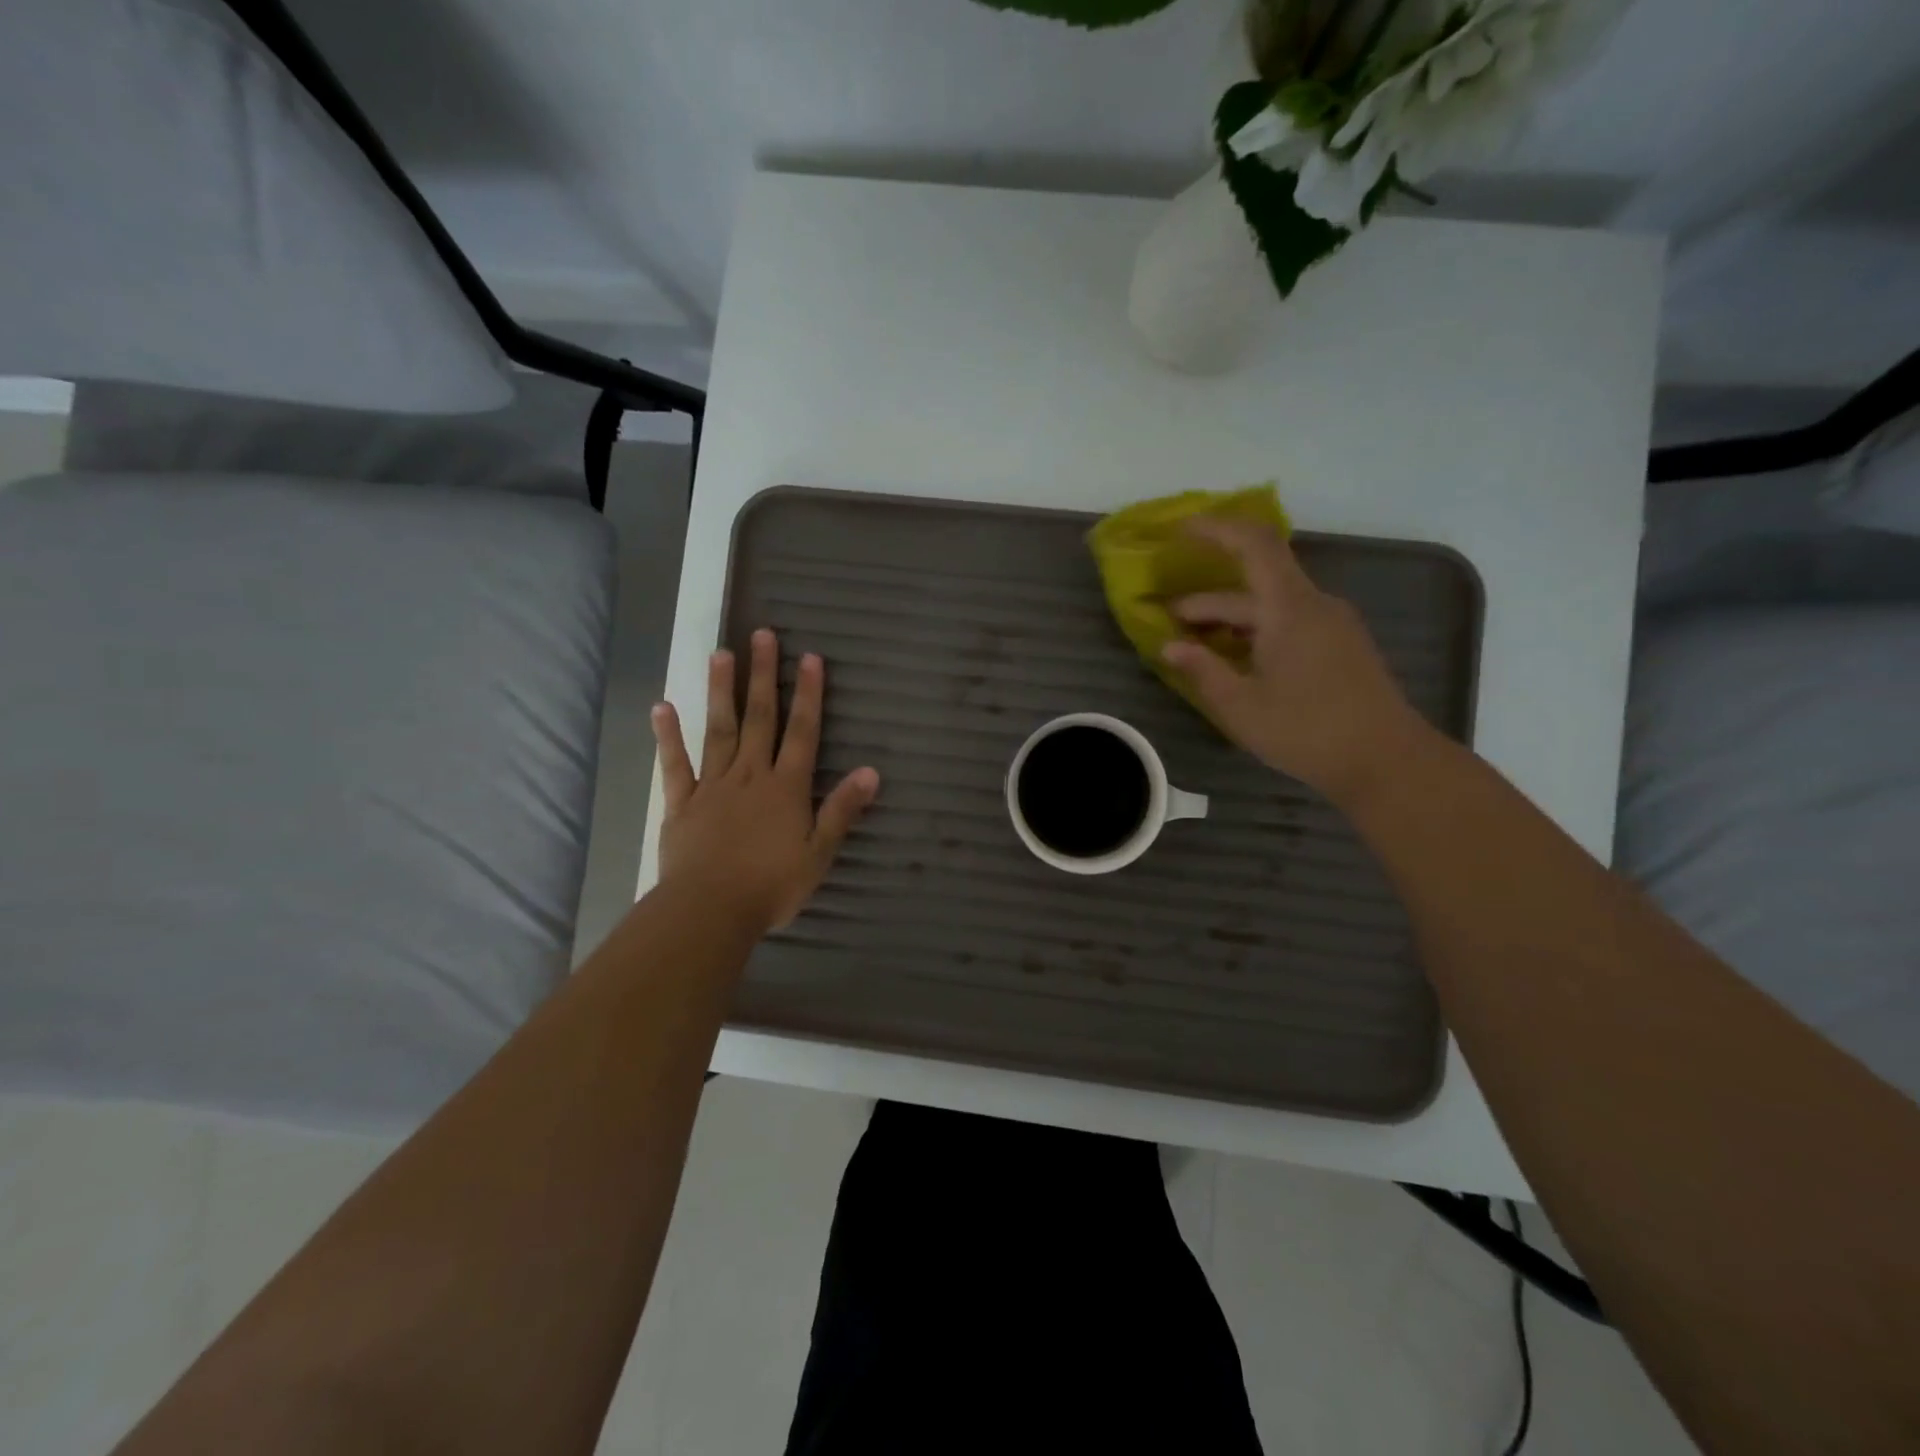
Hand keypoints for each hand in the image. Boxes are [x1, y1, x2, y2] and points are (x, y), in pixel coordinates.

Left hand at [651, 629, 879, 935]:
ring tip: (721, 654)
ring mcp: (713, 786)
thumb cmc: (771, 886)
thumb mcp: (819, 853)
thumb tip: (871, 771)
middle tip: (761, 635)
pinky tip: (663, 707)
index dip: (809, 695)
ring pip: (719, 730)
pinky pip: (675, 765)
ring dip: (721, 691)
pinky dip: (668, 736)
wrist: (709, 910)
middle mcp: (750, 775)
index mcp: (786, 788)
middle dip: (763, 676)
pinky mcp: (682, 803)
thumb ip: (842, 810)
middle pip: (759, 718)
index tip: (810, 658)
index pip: (803, 732)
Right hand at [1162, 518, 1430, 806]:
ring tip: (1195, 644)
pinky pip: (1289, 623)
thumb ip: (1202, 670)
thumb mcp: (1241, 706)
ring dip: (1230, 620)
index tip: (1179, 530)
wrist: (1388, 761)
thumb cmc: (1308, 731)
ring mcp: (1332, 625)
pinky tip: (1236, 661)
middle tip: (1168, 621)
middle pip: (1255, 584)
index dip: (1215, 528)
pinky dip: (1255, 631)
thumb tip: (1169, 646)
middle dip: (1207, 599)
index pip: (1253, 544)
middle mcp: (1314, 605)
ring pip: (1271, 607)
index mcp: (1290, 608)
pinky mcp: (1340, 646)